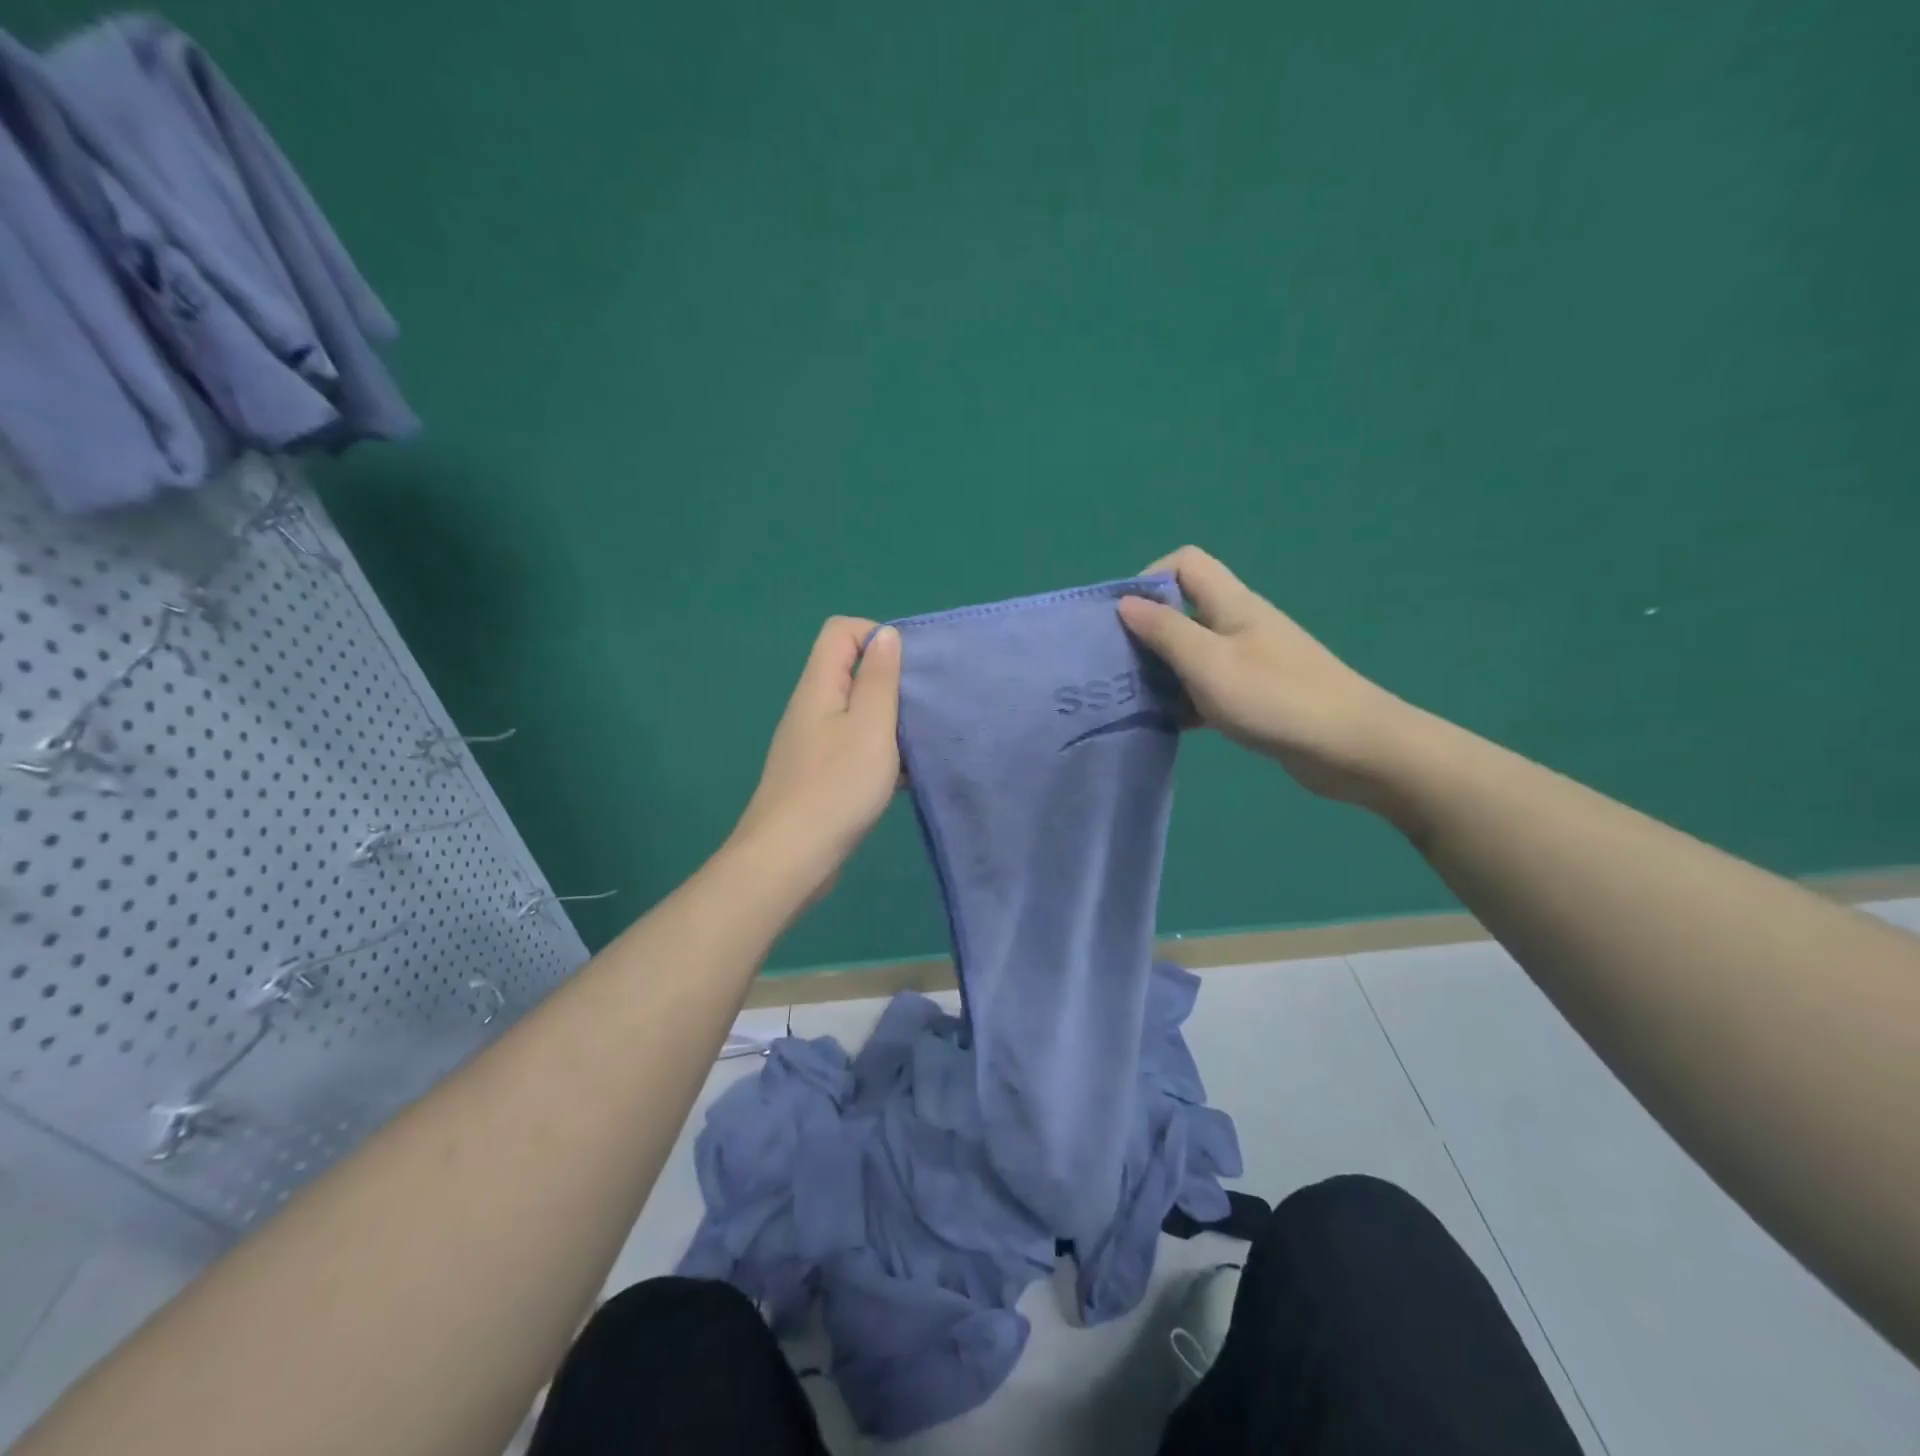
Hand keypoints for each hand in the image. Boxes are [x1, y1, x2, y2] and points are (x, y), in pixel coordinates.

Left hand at [730, 617, 902, 901]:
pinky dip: (880, 754)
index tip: (909, 669)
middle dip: (891, 682)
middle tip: (923, 708)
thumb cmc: (836, 787)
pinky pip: (854, 747)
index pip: (841, 631)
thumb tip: (886, 634)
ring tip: (920, 743)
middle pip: (851, 671)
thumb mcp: (871, 726)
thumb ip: (879, 679)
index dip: (877, 635)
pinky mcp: (819, 774)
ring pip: (857, 713)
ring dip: (890, 722)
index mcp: (819, 686)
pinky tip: (904, 778)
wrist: (790, 858)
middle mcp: (812, 707)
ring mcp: (813, 743)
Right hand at [1117, 546, 1416, 807]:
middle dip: (1147, 632)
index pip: (1185, 563)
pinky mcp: (1256, 695)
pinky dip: (1186, 700)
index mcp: (1232, 604)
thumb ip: (1165, 631)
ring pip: (1193, 653)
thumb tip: (1126, 603)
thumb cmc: (1274, 697)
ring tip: (1133, 699)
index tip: (1124, 618)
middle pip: (1184, 610)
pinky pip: (1208, 687)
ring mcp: (1250, 660)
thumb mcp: (1208, 663)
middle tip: (1118, 667)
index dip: (1150, 579)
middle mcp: (1239, 624)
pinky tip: (1168, 724)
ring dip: (1163, 671)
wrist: (1351, 747)